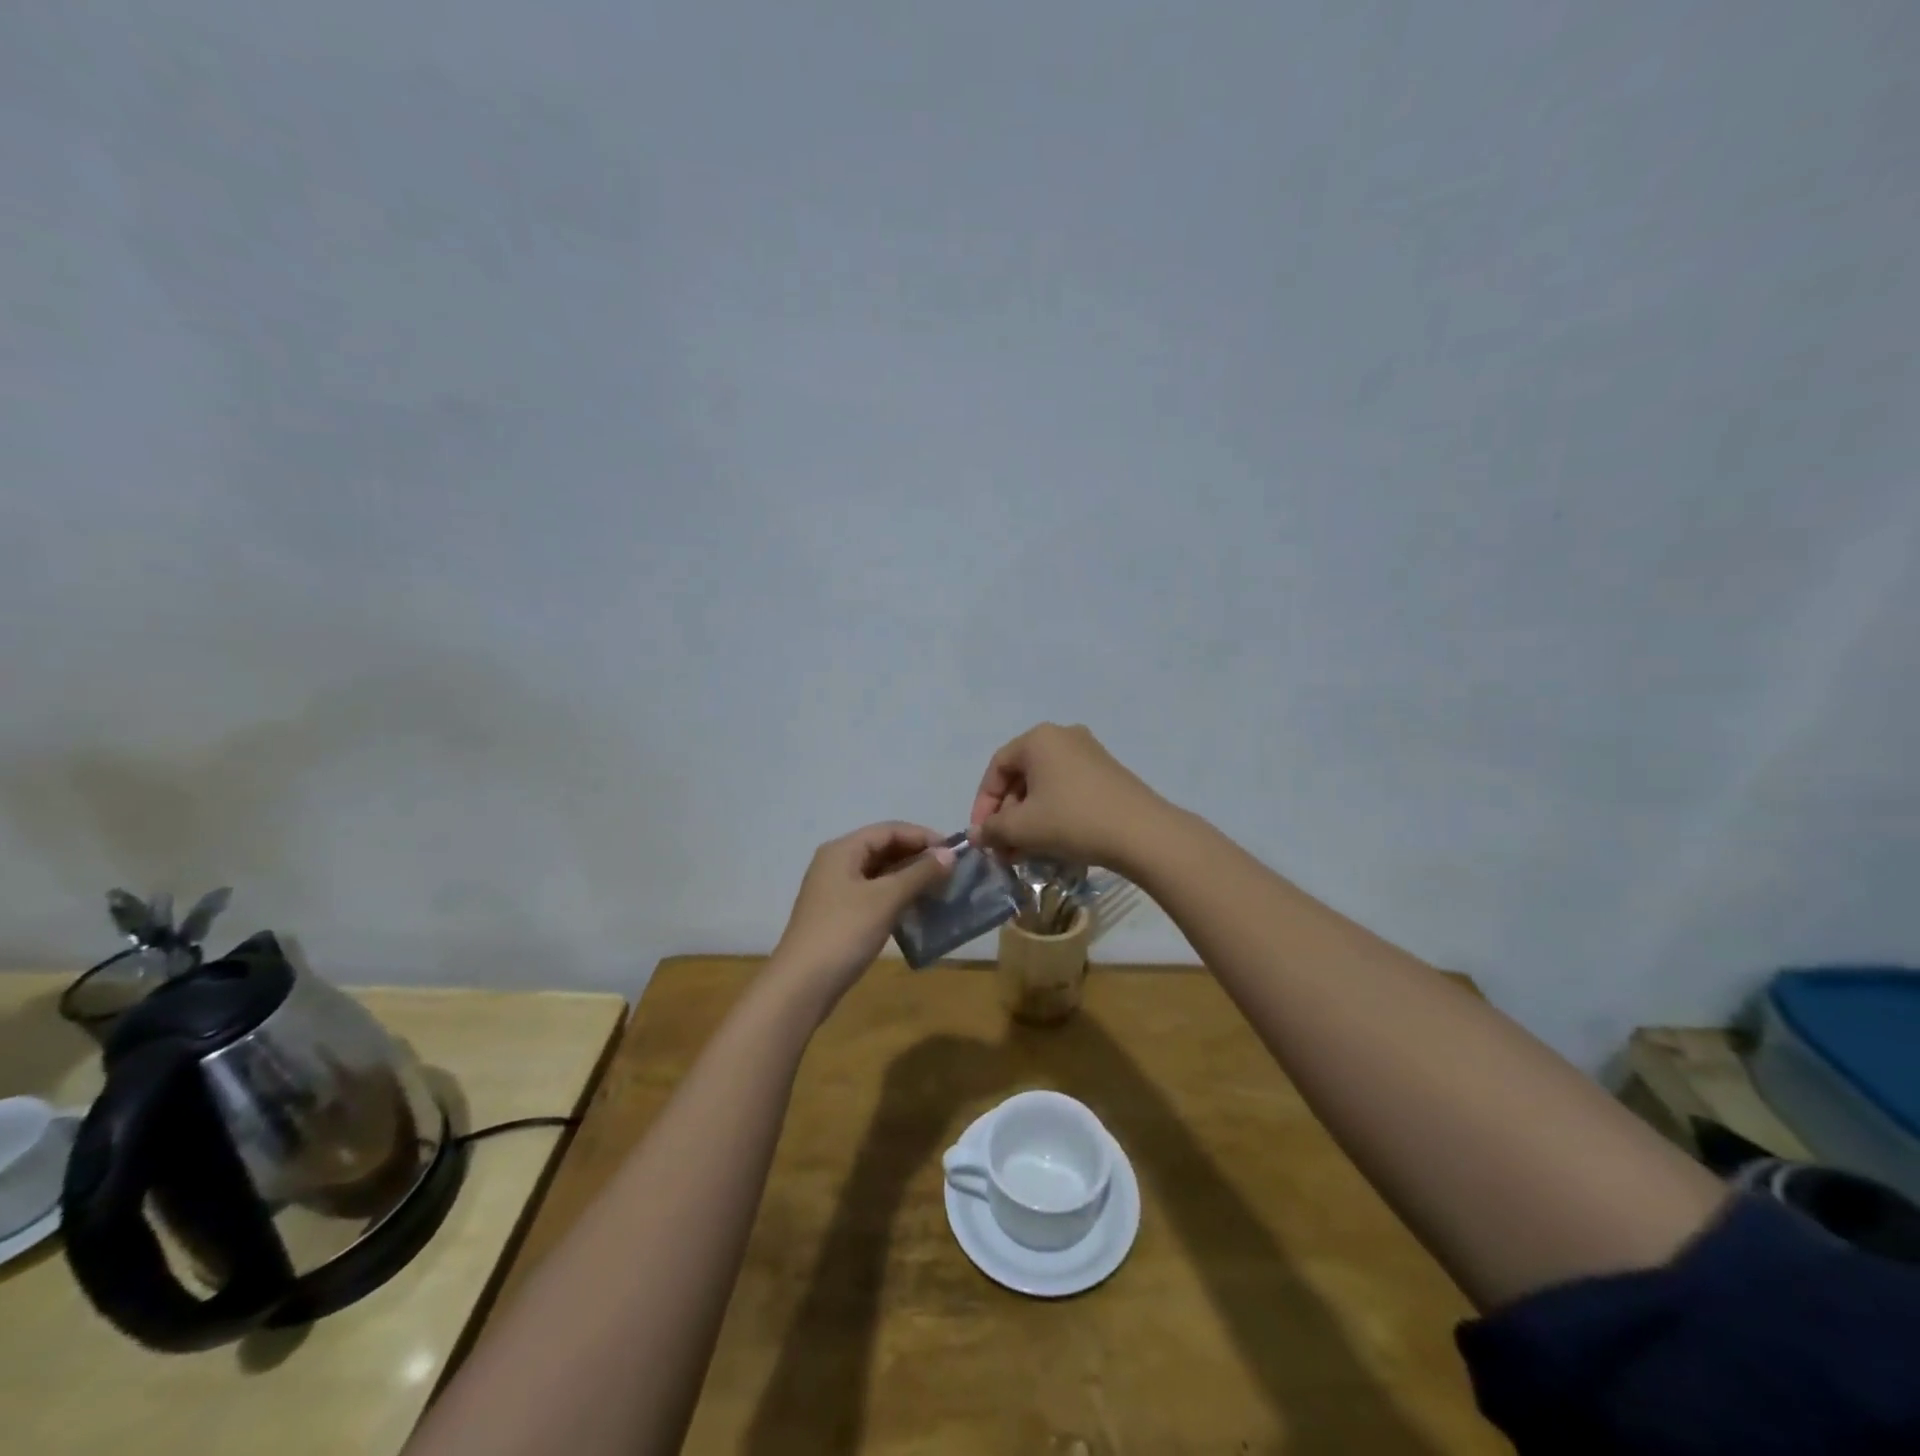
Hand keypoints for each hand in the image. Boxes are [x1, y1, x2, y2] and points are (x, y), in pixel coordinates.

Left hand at [770, 822, 955, 1013]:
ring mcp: (835, 890)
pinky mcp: (838, 914)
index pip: (889, 830)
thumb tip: (950, 854)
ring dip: (909, 877)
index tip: (954, 851)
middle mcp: (836, 863)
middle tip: (950, 872)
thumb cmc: (844, 932)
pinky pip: (873, 894)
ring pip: (879, 873)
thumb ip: (919, 873)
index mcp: (843, 850)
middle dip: (917, 857)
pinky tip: (916, 909)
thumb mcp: (886, 899)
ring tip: (939, 889)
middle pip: (883, 848)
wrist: (802, 985)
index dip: (923, 836)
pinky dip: (896, 896)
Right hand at [969, 723, 1168, 869]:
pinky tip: (1050, 843)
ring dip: (1028, 819)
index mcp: (1038, 739)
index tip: (982, 835)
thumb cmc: (1072, 820)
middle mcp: (1063, 736)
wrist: (1142, 833)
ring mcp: (1089, 753)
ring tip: (1024, 852)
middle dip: (1007, 816)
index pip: (997, 768)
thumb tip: (977, 836)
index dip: (983, 803)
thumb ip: (993, 829)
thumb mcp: (1023, 827)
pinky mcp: (1107, 773)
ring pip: (1044, 786)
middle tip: (1003, 848)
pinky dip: (1052, 814)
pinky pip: (1067, 790)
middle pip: (1021, 776)